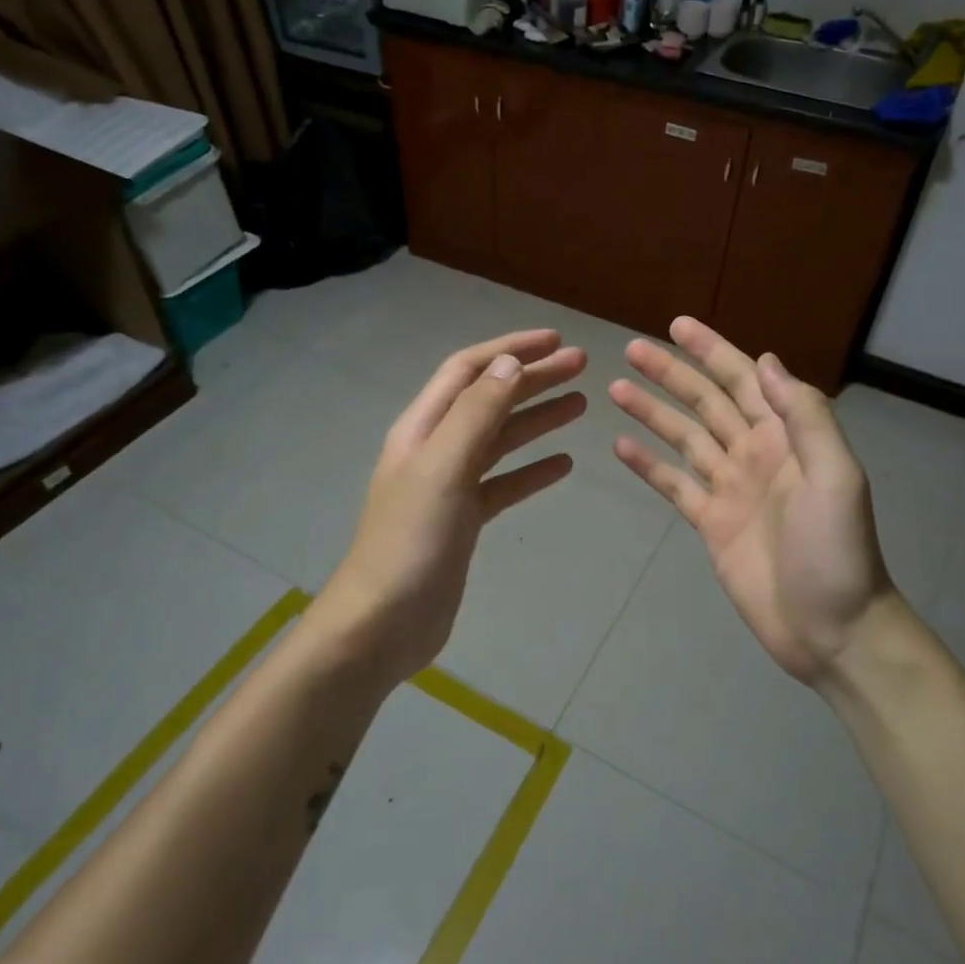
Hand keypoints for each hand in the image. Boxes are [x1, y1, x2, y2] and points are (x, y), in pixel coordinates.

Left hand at [319, 330, 586, 685]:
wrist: (383, 623)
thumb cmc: (411, 541)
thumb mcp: (443, 467)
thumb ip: (476, 413)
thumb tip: (510, 362)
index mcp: (423, 428)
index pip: (469, 370)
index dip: (510, 349)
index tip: (555, 339)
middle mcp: (436, 448)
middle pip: (490, 400)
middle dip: (533, 378)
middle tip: (581, 366)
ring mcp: (449, 486)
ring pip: (500, 439)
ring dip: (537, 418)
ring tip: (580, 405)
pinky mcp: (463, 521)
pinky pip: (504, 483)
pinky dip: (532, 470)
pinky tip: (562, 465)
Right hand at [609, 318, 899, 684]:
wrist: (831, 628)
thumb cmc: (837, 550)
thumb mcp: (836, 476)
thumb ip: (804, 417)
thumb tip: (764, 361)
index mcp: (785, 437)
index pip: (743, 380)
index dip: (711, 350)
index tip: (677, 326)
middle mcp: (754, 454)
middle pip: (705, 402)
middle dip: (671, 374)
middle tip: (631, 350)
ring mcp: (730, 488)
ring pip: (684, 438)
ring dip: (652, 412)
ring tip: (616, 388)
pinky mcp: (710, 524)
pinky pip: (674, 485)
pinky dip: (649, 465)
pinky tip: (621, 447)